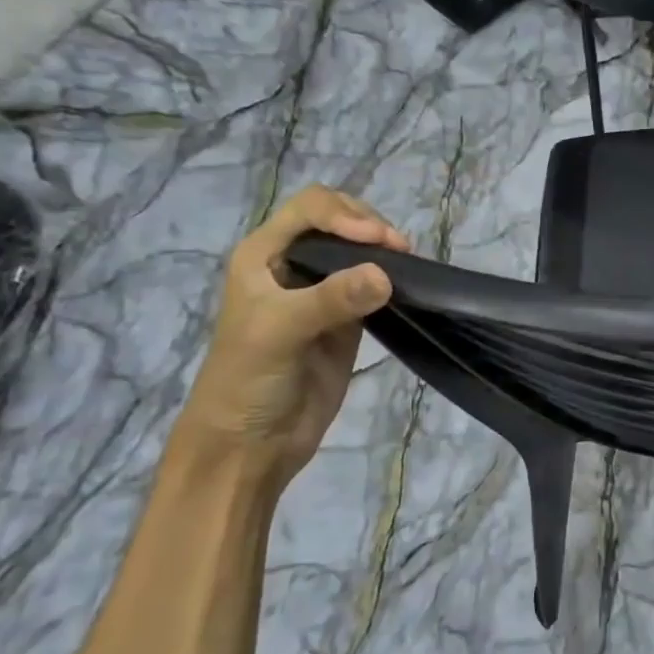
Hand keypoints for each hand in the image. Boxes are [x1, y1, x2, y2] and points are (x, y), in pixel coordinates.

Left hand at [166, 186, 408, 495]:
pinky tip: (407, 285)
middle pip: (339, 220)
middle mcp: (293, 264)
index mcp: (263, 254)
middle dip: (369, 226)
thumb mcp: (279, 332)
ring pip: (360, 251)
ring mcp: (323, 292)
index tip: (377, 240)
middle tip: (398, 251)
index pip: (311, 208)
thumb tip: (387, 275)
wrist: (250, 445)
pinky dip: (393, 279)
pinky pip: (374, 284)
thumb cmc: (246, 380)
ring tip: (407, 266)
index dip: (345, 214)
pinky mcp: (347, 319)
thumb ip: (330, 299)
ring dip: (384, 251)